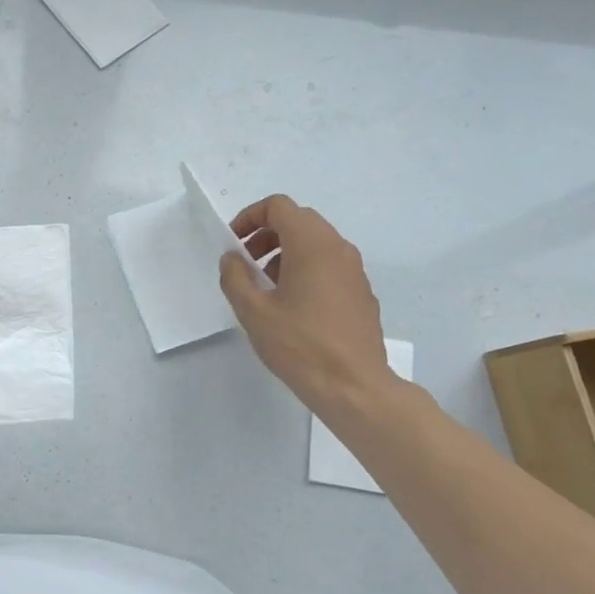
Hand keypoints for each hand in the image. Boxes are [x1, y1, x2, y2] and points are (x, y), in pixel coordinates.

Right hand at [218, 196, 403, 414]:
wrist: (354, 387)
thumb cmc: (300, 345)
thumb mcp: (253, 312)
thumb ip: (235, 277)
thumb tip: (233, 258)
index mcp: (311, 244)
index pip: (279, 206)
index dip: (250, 217)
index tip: (233, 244)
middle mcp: (338, 248)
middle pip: (299, 221)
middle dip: (267, 234)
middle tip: (246, 262)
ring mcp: (354, 270)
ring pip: (316, 243)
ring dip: (286, 252)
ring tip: (266, 286)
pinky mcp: (362, 292)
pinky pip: (330, 265)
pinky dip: (306, 269)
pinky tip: (293, 305)